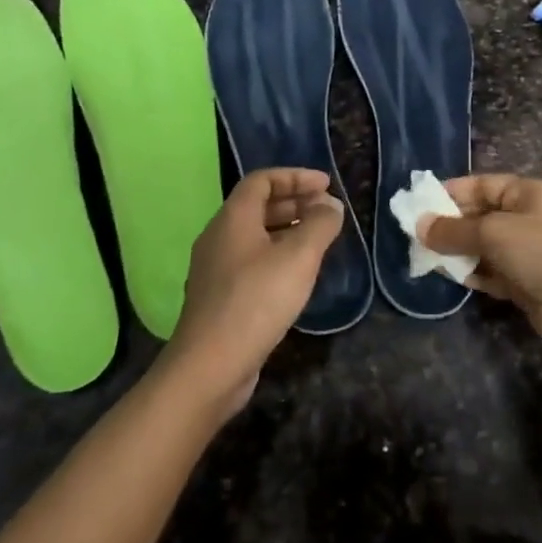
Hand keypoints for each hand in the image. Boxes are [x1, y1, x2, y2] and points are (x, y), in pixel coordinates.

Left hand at [164, 168, 342, 417]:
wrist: (210, 366)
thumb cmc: (256, 301)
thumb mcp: (298, 258)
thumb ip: (319, 225)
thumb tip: (331, 205)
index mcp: (233, 219)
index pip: (262, 180)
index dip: (295, 177)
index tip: (326, 185)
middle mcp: (219, 236)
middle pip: (257, 206)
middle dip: (294, 202)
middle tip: (327, 211)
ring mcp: (216, 268)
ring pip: (255, 235)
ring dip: (287, 230)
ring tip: (318, 240)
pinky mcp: (220, 296)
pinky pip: (251, 261)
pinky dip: (277, 255)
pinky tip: (297, 275)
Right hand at [420, 174, 541, 352]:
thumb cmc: (539, 253)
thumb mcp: (492, 233)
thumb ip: (453, 230)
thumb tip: (418, 226)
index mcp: (525, 194)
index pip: (481, 185)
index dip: (451, 192)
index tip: (420, 204)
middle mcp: (526, 217)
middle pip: (479, 215)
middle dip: (450, 225)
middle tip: (417, 235)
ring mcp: (526, 251)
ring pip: (482, 245)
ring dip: (458, 251)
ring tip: (427, 257)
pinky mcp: (524, 281)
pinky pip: (490, 271)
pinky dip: (473, 273)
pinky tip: (451, 277)